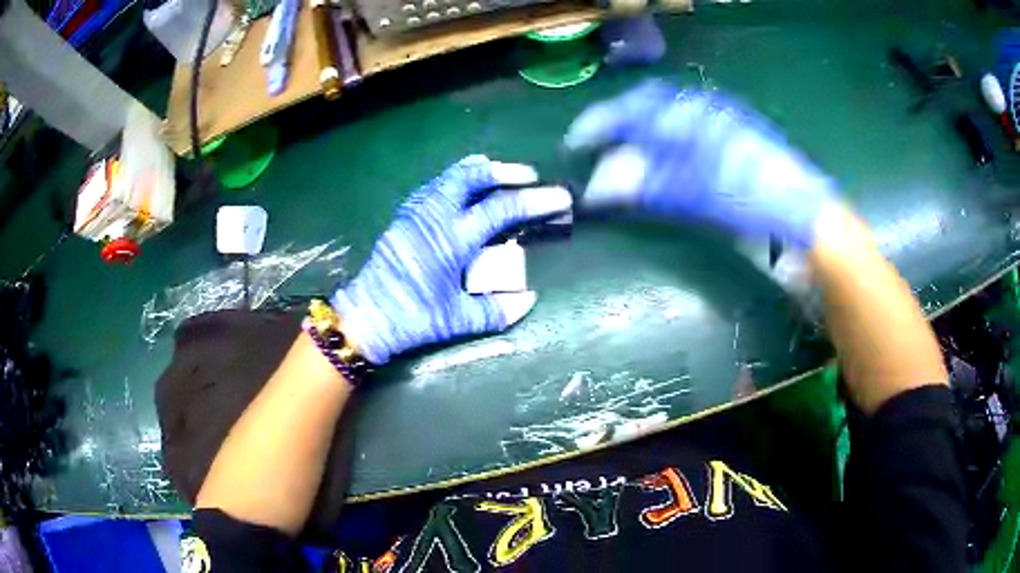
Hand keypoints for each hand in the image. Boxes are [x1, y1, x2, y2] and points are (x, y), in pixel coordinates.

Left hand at [331, 155, 572, 364]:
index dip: (534, 201)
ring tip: (501, 173)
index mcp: (452, 240)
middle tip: (528, 175)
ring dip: (478, 171)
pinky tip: (465, 190)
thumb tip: (528, 299)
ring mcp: (415, 212)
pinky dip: (456, 179)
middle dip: (504, 171)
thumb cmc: (412, 319)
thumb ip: (496, 310)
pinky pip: (434, 185)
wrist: (365, 316)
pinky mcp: (404, 216)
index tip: (560, 197)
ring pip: (450, 176)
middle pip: (471, 176)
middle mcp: (434, 216)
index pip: (501, 209)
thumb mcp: (456, 321)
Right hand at [564, 81, 839, 247]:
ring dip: (639, 131)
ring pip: (665, 114)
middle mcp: (701, 108)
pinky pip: (685, 125)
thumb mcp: (699, 196)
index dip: (599, 124)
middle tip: (596, 146)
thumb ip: (651, 186)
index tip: (577, 144)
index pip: (631, 110)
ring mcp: (717, 117)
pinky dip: (664, 139)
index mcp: (691, 117)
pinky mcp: (729, 130)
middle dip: (617, 124)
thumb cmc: (753, 201)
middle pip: (645, 106)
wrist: (801, 207)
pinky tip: (661, 156)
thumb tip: (601, 188)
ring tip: (623, 152)